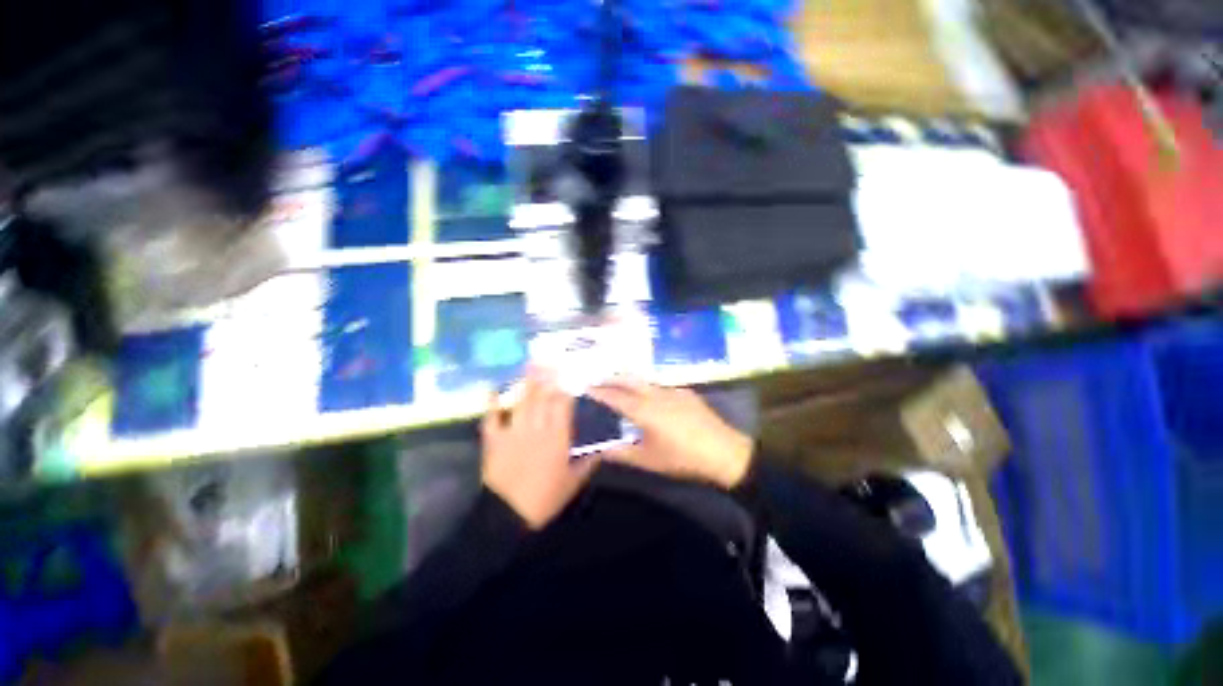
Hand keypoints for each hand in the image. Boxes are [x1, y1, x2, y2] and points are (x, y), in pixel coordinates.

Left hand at [481, 369, 594, 528]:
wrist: (508, 515)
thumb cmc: (545, 498)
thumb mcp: (573, 482)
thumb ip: (588, 462)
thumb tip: (601, 448)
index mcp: (557, 437)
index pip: (563, 405)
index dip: (565, 389)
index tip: (568, 376)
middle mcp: (537, 428)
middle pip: (542, 397)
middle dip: (546, 377)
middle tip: (548, 360)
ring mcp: (514, 431)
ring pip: (521, 401)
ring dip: (525, 382)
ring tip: (529, 365)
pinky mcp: (494, 439)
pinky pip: (492, 416)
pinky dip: (492, 402)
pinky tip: (493, 388)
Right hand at [587, 378, 753, 488]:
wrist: (724, 451)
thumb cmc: (682, 458)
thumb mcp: (649, 460)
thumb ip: (622, 453)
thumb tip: (601, 448)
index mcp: (644, 410)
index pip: (615, 396)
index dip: (599, 392)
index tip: (586, 388)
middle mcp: (656, 393)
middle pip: (628, 379)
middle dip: (611, 378)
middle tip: (598, 382)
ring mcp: (672, 390)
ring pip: (644, 379)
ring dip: (628, 380)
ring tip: (619, 386)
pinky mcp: (685, 391)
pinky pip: (659, 384)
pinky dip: (646, 386)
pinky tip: (648, 396)